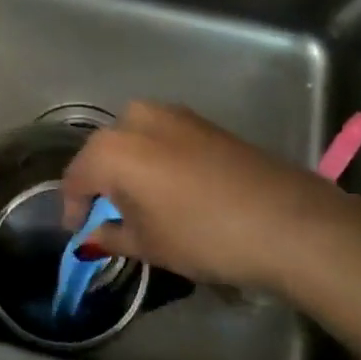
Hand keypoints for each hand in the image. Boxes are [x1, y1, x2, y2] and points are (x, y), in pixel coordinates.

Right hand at [60, 101, 360, 293]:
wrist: (287, 221)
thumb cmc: (203, 235)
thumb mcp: (149, 244)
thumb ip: (110, 236)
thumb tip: (91, 237)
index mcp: (111, 149)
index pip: (76, 178)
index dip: (73, 207)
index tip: (78, 231)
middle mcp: (135, 120)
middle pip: (103, 152)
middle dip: (101, 182)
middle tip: (109, 214)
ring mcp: (174, 115)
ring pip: (134, 139)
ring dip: (129, 167)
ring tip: (140, 201)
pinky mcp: (204, 122)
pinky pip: (163, 138)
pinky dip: (156, 159)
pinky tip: (171, 187)